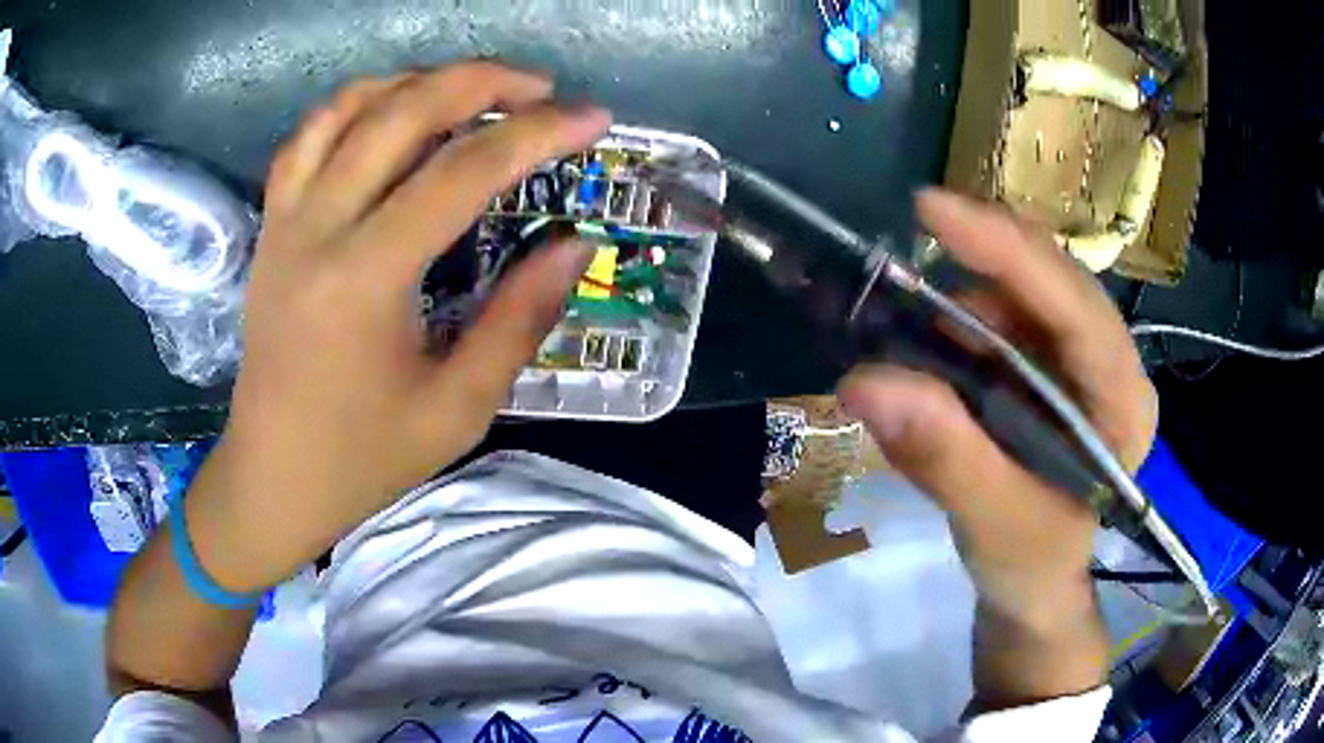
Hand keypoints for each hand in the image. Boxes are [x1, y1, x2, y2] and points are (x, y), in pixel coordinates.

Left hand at [189, 62, 610, 591]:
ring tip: (472, 89)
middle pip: (402, 112)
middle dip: (482, 82)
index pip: (462, 173)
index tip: (593, 117)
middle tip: (541, 88)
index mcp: (364, 280)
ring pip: (349, 108)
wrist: (271, 478)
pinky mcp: (271, 226)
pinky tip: (392, 110)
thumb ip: (519, 318)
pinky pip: (308, 137)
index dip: (537, 134)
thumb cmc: (362, 459)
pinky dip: (357, 103)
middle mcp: (317, 229)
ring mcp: (284, 220)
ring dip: (418, 81)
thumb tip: (573, 244)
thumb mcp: (457, 408)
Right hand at [838, 190, 1157, 704]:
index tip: (933, 212)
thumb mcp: (993, 525)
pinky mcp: (1047, 365)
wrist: (1033, 584)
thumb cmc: (1031, 565)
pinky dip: (961, 318)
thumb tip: (865, 382)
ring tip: (916, 330)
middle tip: (916, 239)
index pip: (1077, 307)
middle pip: (1053, 279)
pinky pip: (1004, 315)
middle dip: (986, 256)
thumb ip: (944, 458)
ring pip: (1025, 290)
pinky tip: (934, 350)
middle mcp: (1108, 364)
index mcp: (1122, 401)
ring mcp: (1078, 360)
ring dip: (967, 291)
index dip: (1010, 252)